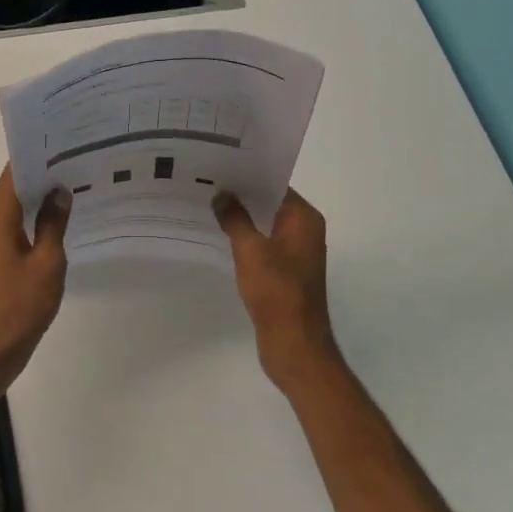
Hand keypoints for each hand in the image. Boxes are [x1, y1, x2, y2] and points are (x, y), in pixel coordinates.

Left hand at [0, 165, 71, 390]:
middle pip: (10, 192)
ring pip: (8, 214)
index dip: (35, 158)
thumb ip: (53, 224)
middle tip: (72, 167)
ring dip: (33, 204)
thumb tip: (59, 192)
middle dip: (39, 179)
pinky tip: (49, 231)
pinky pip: (5, 234)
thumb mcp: (47, 264)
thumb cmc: (19, 308)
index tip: (60, 146)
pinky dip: (26, 226)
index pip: (13, 175)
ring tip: (66, 195)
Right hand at [214, 189, 339, 390]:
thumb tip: (222, 194)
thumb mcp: (250, 250)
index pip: (276, 185)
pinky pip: (264, 245)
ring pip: (265, 225)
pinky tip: (219, 236)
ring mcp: (296, 253)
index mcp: (304, 219)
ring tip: (208, 206)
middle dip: (242, 196)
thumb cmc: (277, 291)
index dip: (249, 175)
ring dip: (242, 219)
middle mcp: (305, 231)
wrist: (294, 345)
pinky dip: (246, 240)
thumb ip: (235, 218)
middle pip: (270, 203)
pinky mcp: (286, 272)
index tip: (221, 166)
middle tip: (207, 183)